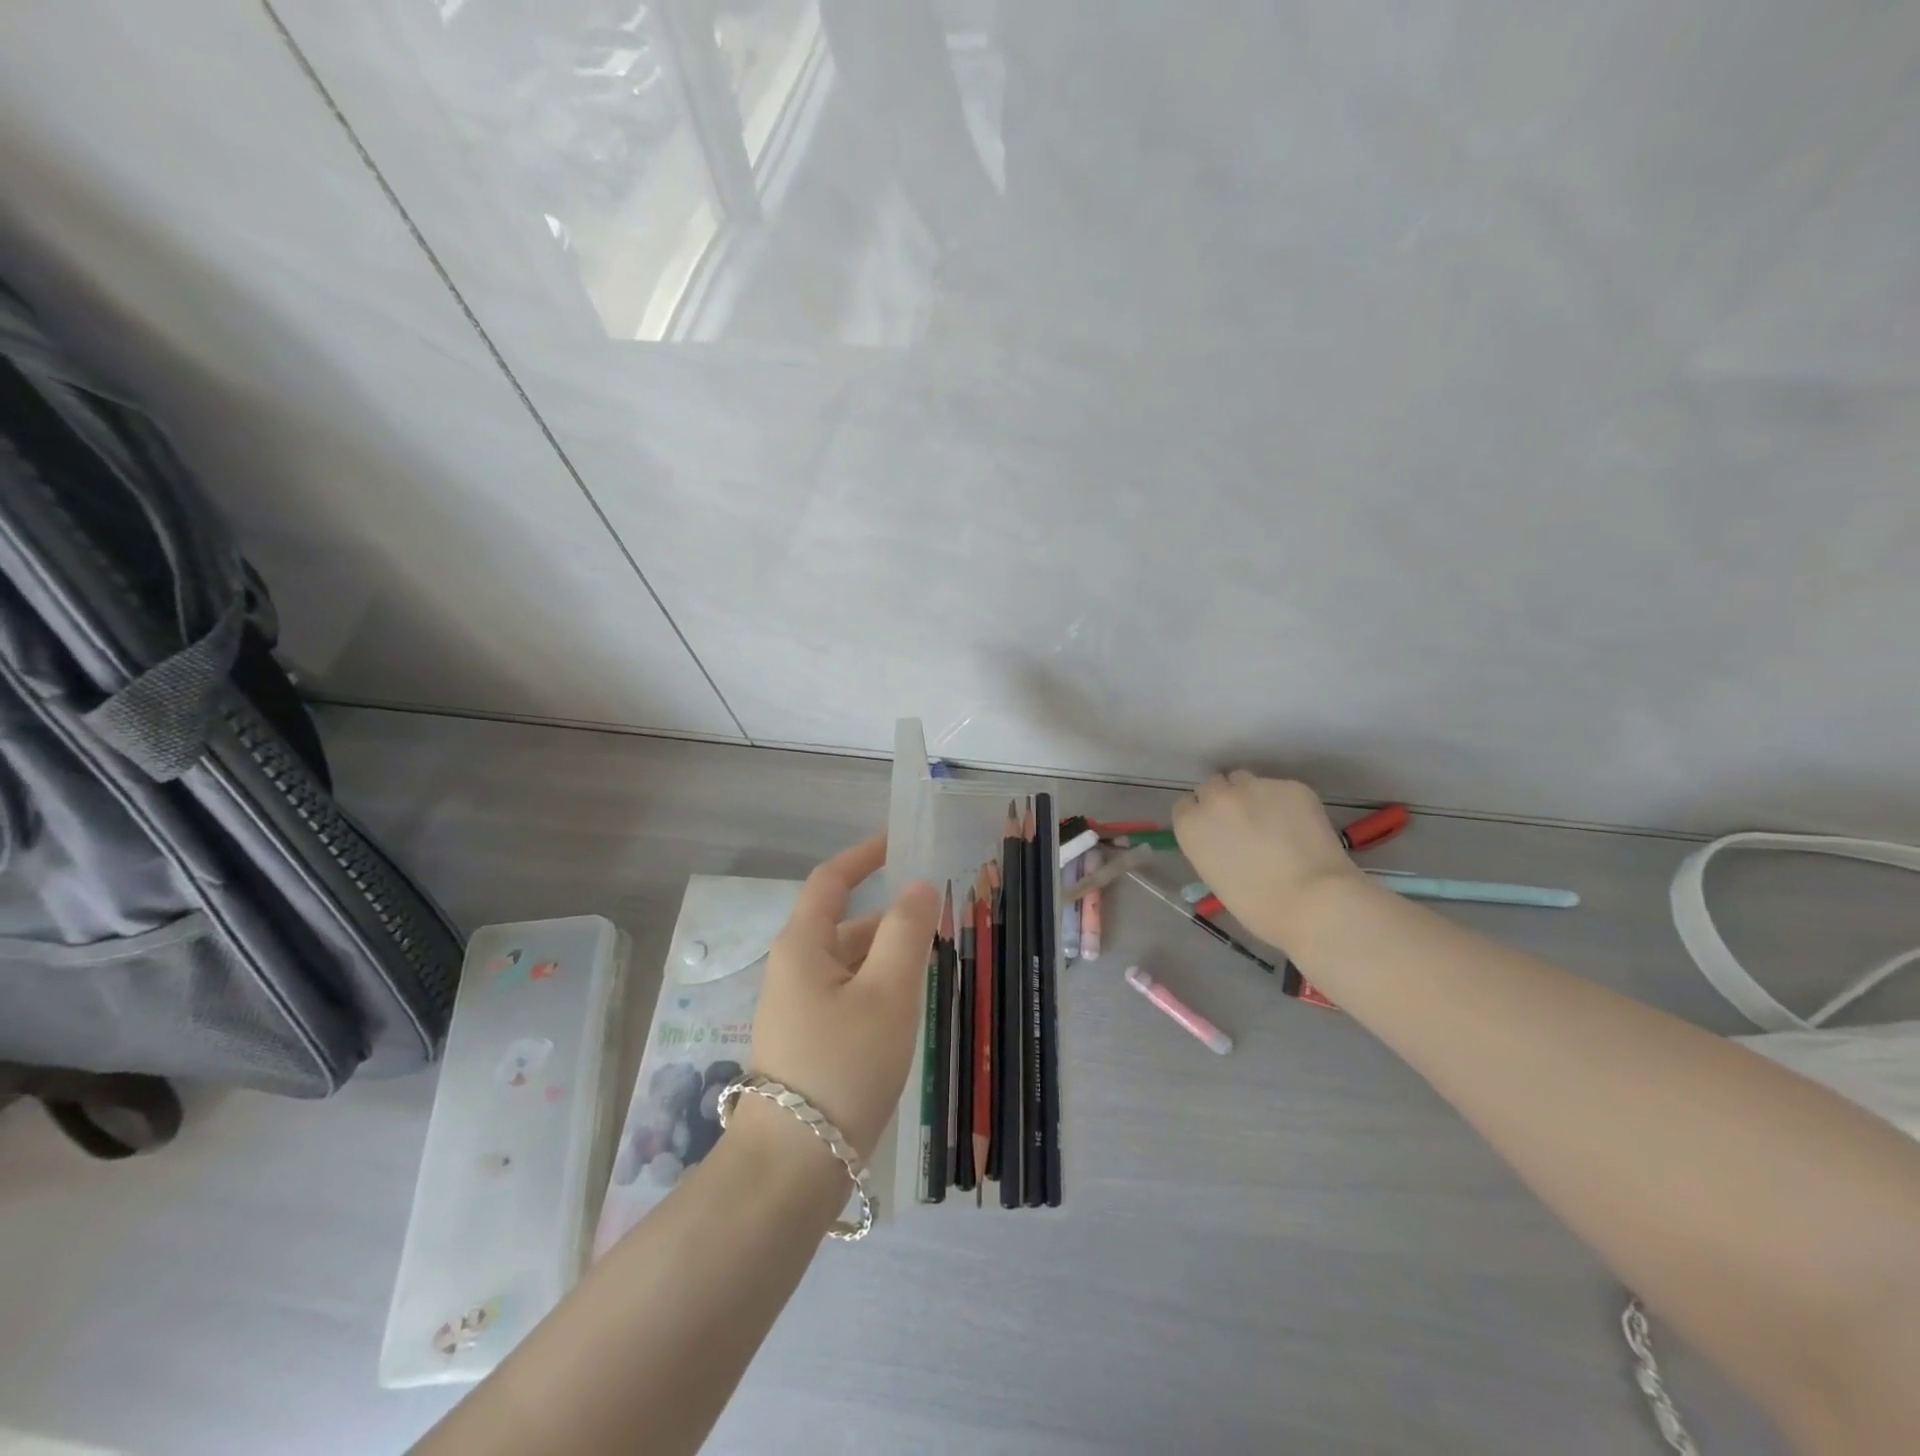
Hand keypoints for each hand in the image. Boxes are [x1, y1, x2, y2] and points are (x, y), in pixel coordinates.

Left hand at [747, 833, 940, 1162]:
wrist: (792, 1167)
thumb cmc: (843, 1065)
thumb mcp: (887, 992)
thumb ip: (907, 932)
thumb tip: (918, 887)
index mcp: (803, 945)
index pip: (832, 880)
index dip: (865, 855)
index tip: (900, 842)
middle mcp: (794, 968)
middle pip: (846, 923)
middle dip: (891, 917)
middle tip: (941, 919)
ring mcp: (797, 1008)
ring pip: (850, 963)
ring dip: (888, 956)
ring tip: (935, 964)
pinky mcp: (808, 1041)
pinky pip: (848, 994)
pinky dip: (878, 987)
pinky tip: (907, 1009)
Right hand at [1172, 771, 1362, 949]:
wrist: (1313, 900)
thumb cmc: (1257, 906)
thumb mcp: (1214, 875)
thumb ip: (1212, 845)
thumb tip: (1228, 837)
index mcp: (1191, 824)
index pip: (1186, 804)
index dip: (1202, 815)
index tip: (1215, 829)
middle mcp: (1216, 798)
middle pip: (1213, 785)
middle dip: (1224, 800)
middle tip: (1244, 823)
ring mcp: (1254, 787)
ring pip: (1246, 781)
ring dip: (1252, 796)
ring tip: (1273, 821)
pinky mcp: (1290, 786)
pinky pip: (1280, 789)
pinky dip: (1286, 803)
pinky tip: (1300, 827)